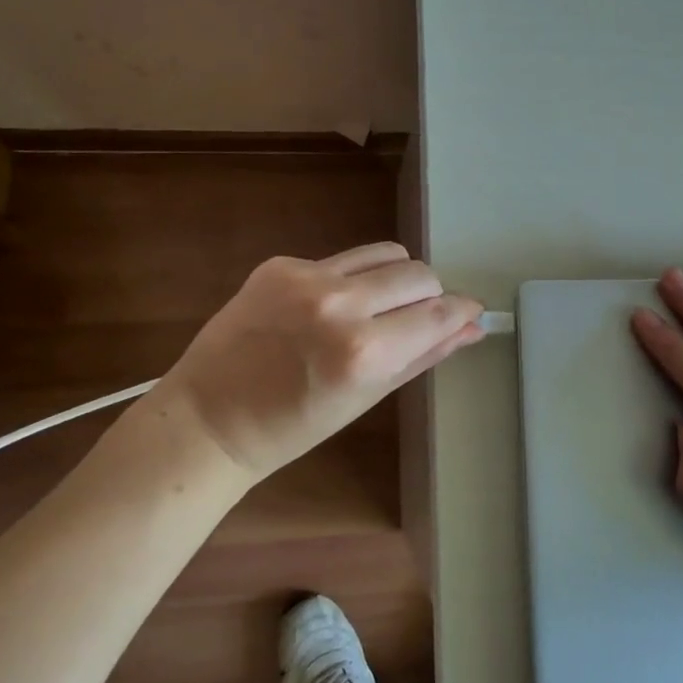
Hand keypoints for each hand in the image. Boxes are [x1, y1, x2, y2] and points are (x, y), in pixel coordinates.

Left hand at [152, 243, 482, 479]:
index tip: (470, 313)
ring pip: (387, 254)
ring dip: (395, 279)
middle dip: (429, 296)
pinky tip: (328, 307)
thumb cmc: (294, 428)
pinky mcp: (281, 263)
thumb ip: (425, 355)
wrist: (209, 418)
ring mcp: (307, 277)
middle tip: (413, 321)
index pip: (439, 312)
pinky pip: (342, 259)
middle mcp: (340, 304)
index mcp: (365, 352)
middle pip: (419, 274)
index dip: (462, 310)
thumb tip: (473, 327)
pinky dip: (351, 279)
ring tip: (376, 309)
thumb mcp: (368, 397)